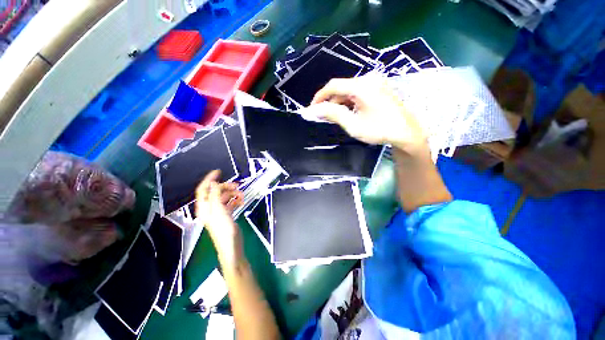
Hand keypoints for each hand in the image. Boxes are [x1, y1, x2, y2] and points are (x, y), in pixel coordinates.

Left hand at [195, 170, 243, 262]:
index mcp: (204, 207)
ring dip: (232, 194)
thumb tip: (213, 183)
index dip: (209, 179)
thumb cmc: (224, 230)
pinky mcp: (227, 215)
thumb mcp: (219, 210)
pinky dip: (235, 200)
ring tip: (241, 194)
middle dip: (226, 187)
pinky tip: (240, 201)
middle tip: (236, 185)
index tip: (218, 172)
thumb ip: (215, 196)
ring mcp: (219, 211)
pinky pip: (230, 203)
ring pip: (224, 197)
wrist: (232, 245)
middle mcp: (210, 208)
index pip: (203, 189)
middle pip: (216, 192)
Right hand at [306, 75, 428, 156]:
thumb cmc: (379, 130)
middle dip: (330, 101)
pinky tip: (348, 113)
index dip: (320, 96)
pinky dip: (349, 102)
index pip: (333, 85)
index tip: (312, 108)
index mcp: (362, 86)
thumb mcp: (353, 125)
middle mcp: (368, 79)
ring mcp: (375, 82)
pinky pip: (358, 92)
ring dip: (339, 102)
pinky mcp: (378, 88)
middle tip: (323, 116)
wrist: (406, 132)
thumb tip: (315, 109)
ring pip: (349, 90)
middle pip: (341, 87)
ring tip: (335, 117)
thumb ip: (333, 114)